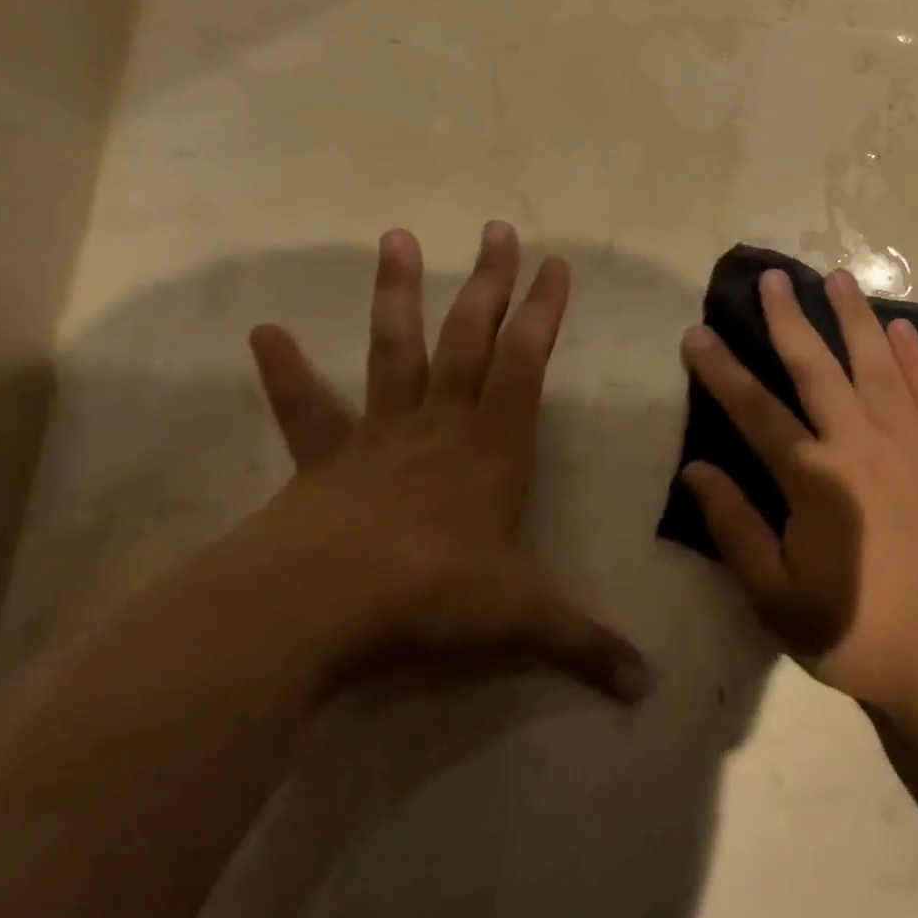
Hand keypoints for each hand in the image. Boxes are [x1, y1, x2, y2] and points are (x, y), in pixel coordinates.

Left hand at [230, 222, 649, 702]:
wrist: (314, 610)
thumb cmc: (433, 596)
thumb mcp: (525, 621)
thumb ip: (589, 646)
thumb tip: (651, 688)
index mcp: (495, 447)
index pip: (528, 363)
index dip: (545, 312)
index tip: (558, 263)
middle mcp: (441, 426)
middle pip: (469, 339)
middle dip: (489, 283)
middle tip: (497, 229)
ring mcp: (379, 437)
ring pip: (394, 352)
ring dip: (398, 296)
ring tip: (398, 238)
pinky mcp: (324, 462)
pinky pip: (306, 410)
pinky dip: (288, 372)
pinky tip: (266, 331)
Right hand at [679, 267, 917, 714]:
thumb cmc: (864, 632)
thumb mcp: (779, 598)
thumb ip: (736, 529)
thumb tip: (696, 470)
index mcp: (814, 479)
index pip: (755, 411)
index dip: (722, 370)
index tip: (699, 332)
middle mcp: (863, 443)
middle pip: (818, 368)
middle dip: (791, 319)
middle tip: (774, 277)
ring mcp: (916, 442)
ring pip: (879, 364)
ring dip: (855, 318)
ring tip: (839, 278)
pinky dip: (916, 355)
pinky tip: (904, 328)